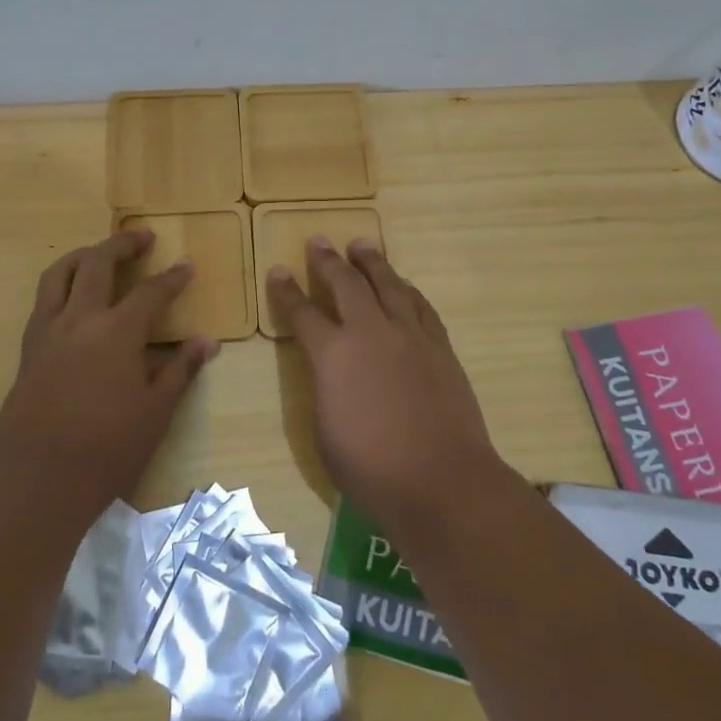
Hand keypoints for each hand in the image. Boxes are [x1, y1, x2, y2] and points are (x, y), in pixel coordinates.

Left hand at [0, 230, 218, 513]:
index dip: (172, 278)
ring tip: (99, 252)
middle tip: (142, 237)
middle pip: (98, 263)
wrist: (36, 478)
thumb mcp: (155, 413)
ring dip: (83, 255)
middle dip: (122, 244)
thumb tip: (207, 342)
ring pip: (60, 273)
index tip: (186, 266)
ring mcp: (48, 331)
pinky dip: (60, 283)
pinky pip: (43, 299)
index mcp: (117, 332)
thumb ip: (180, 370)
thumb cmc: (106, 448)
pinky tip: (71, 296)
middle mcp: (80, 319)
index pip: (151, 292)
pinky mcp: (28, 348)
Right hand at [266, 238, 503, 524]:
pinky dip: (407, 290)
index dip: (286, 292)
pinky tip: (403, 285)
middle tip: (319, 241)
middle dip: (329, 261)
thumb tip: (333, 375)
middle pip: (347, 284)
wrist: (442, 480)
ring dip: (372, 262)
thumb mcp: (325, 432)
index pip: (302, 314)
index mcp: (332, 356)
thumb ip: (325, 392)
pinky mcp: (440, 347)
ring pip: (389, 285)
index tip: (278, 271)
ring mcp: (409, 336)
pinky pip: (420, 306)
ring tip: (362, 245)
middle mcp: (370, 333)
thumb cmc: (372, 468)